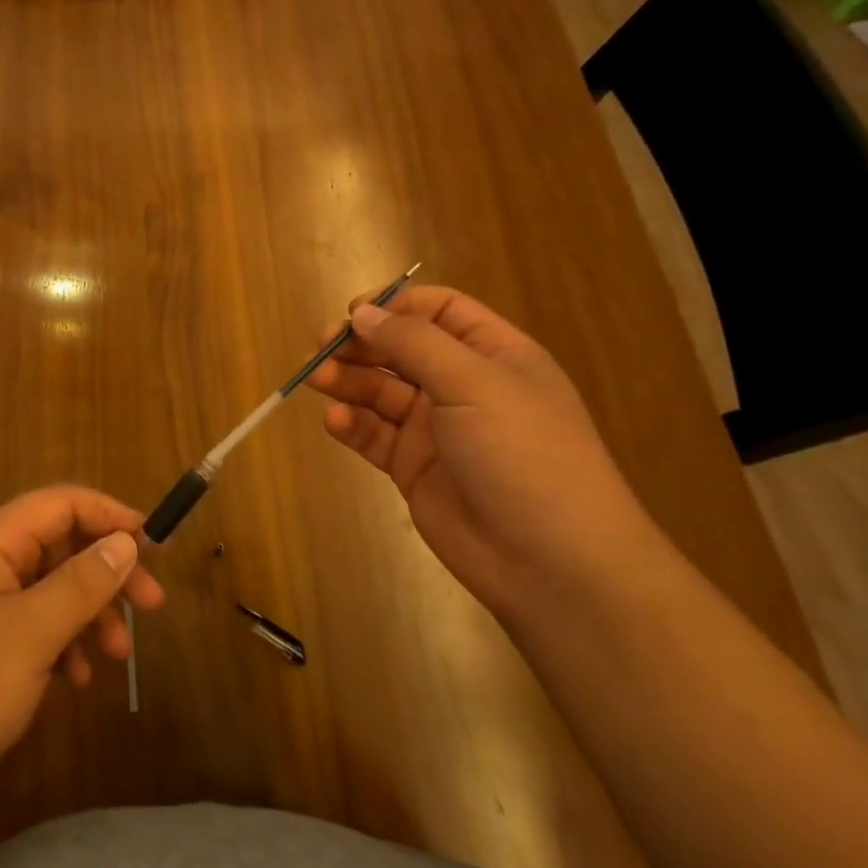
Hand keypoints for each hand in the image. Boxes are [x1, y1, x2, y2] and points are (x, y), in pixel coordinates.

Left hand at [0, 486, 163, 830]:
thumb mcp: (30, 633)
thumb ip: (82, 583)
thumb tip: (126, 540)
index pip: (62, 503)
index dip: (110, 516)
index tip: (154, 548)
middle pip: (60, 545)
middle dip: (107, 572)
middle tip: (151, 607)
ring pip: (52, 589)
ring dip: (89, 613)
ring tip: (116, 656)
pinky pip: (34, 627)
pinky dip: (62, 645)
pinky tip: (74, 681)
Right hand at [307, 286, 651, 611]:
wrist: (551, 562)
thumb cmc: (523, 452)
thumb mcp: (473, 383)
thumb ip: (414, 343)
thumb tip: (364, 313)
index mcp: (493, 354)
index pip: (439, 311)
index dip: (395, 305)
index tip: (354, 313)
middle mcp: (463, 385)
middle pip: (400, 349)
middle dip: (361, 344)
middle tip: (321, 346)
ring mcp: (436, 428)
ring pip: (380, 391)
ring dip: (347, 381)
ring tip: (317, 380)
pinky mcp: (413, 467)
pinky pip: (374, 435)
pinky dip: (352, 424)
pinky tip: (336, 421)